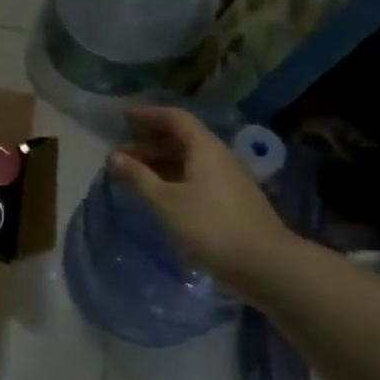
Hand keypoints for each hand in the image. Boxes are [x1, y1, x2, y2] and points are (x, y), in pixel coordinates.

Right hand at [109, 107, 296, 294]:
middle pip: (182, 139)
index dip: (148, 114)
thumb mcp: (166, 201)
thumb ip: (139, 177)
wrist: (266, 265)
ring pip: (189, 161)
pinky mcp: (232, 202)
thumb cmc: (210, 226)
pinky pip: (196, 178)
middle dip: (150, 141)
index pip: (175, 118)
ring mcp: (229, 180)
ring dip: (160, 162)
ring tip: (133, 173)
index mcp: (205, 148)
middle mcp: (219, 157)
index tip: (124, 116)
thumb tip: (114, 156)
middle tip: (121, 149)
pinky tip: (160, 194)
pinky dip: (174, 178)